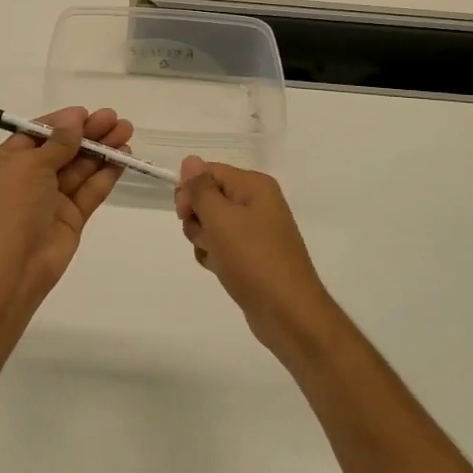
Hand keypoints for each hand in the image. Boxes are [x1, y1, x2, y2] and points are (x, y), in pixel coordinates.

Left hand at [0, 107, 134, 314]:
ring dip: (101, 150)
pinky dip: (105, 175)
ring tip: (126, 133)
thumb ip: (57, 142)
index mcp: (6, 162)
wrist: (12, 265)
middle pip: (62, 149)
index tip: (87, 113)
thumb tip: (74, 119)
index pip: (37, 134)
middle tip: (116, 119)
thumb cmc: (11, 206)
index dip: (62, 123)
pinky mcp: (70, 219)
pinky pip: (89, 191)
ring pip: (79, 169)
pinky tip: (123, 159)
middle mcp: (27, 179)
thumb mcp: (29, 165)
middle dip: (88, 134)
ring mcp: (50, 200)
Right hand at [175, 158, 335, 360]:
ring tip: (217, 257)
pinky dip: (214, 256)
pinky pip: (222, 246)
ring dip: (204, 240)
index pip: (209, 172)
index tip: (184, 214)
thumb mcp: (221, 218)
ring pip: (211, 224)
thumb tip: (190, 160)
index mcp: (254, 186)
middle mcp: (257, 203)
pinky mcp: (252, 256)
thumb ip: (201, 188)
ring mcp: (256, 231)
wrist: (287, 313)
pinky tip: (220, 269)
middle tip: (207, 237)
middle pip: (209, 197)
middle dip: (197, 217)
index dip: (191, 190)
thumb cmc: (253, 259)